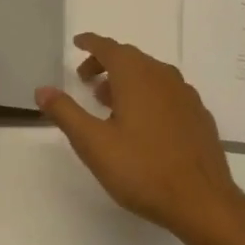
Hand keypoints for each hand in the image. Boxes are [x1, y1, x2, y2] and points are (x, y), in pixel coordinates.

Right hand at [35, 33, 244, 243]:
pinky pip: (167, 92)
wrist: (202, 200)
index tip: (77, 43)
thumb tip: (42, 89)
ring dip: (127, 80)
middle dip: (105, 63)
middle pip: (130, 58)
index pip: (109, 48)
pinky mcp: (198, 115)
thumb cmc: (142, 169)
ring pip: (151, 75)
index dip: (90, 44)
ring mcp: (185, 95)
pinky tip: (143, 122)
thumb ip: (66, 113)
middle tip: (85, 80)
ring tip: (109, 103)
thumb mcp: (93, 144)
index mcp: (136, 76)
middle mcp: (163, 76)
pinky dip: (149, 95)